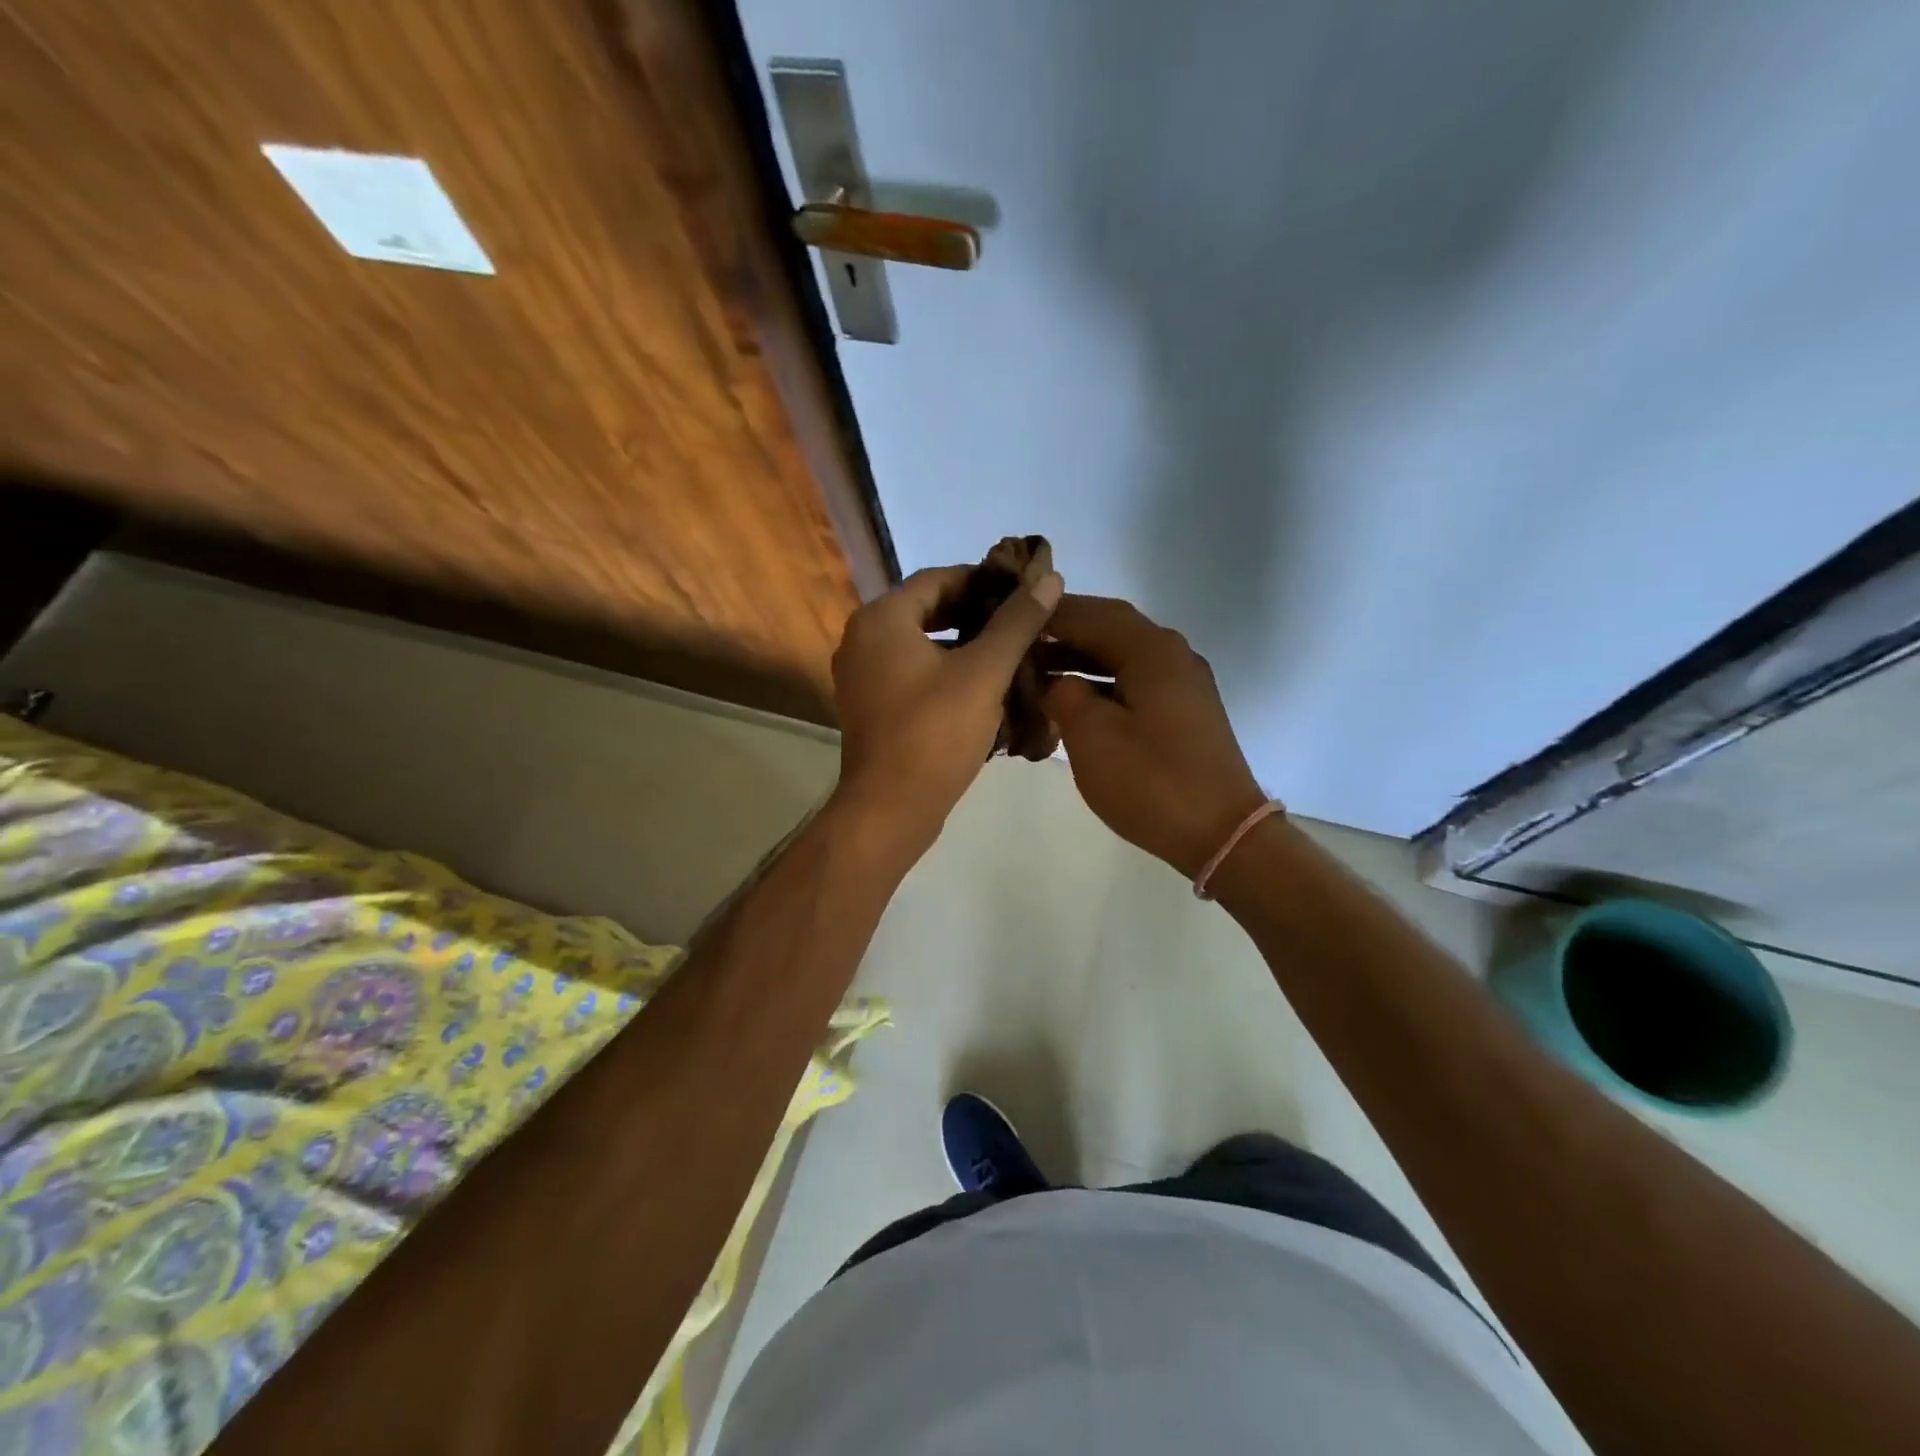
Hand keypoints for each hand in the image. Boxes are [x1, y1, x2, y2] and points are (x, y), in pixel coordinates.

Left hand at [831, 561, 1064, 853]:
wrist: (890, 809)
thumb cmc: (935, 733)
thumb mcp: (984, 673)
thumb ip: (1016, 622)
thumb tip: (1049, 578)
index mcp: (881, 619)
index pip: (938, 578)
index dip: (983, 579)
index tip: (1023, 591)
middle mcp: (862, 639)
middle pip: (928, 611)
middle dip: (976, 615)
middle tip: (1022, 623)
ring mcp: (862, 676)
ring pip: (921, 646)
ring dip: (963, 646)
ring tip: (1011, 654)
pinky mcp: (870, 707)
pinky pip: (912, 674)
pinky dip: (945, 673)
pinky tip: (984, 689)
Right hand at [1041, 596, 1265, 877]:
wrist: (1221, 833)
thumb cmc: (1151, 781)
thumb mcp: (1092, 735)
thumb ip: (1064, 694)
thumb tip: (1056, 682)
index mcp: (1151, 650)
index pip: (1090, 613)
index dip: (1048, 614)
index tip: (1009, 617)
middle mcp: (1172, 654)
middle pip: (1109, 628)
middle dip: (1063, 632)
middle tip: (1019, 642)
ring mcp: (1182, 683)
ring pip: (1122, 655)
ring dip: (1080, 658)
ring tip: (1036, 670)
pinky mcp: (1183, 710)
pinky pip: (1134, 680)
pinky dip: (1101, 682)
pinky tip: (1073, 700)